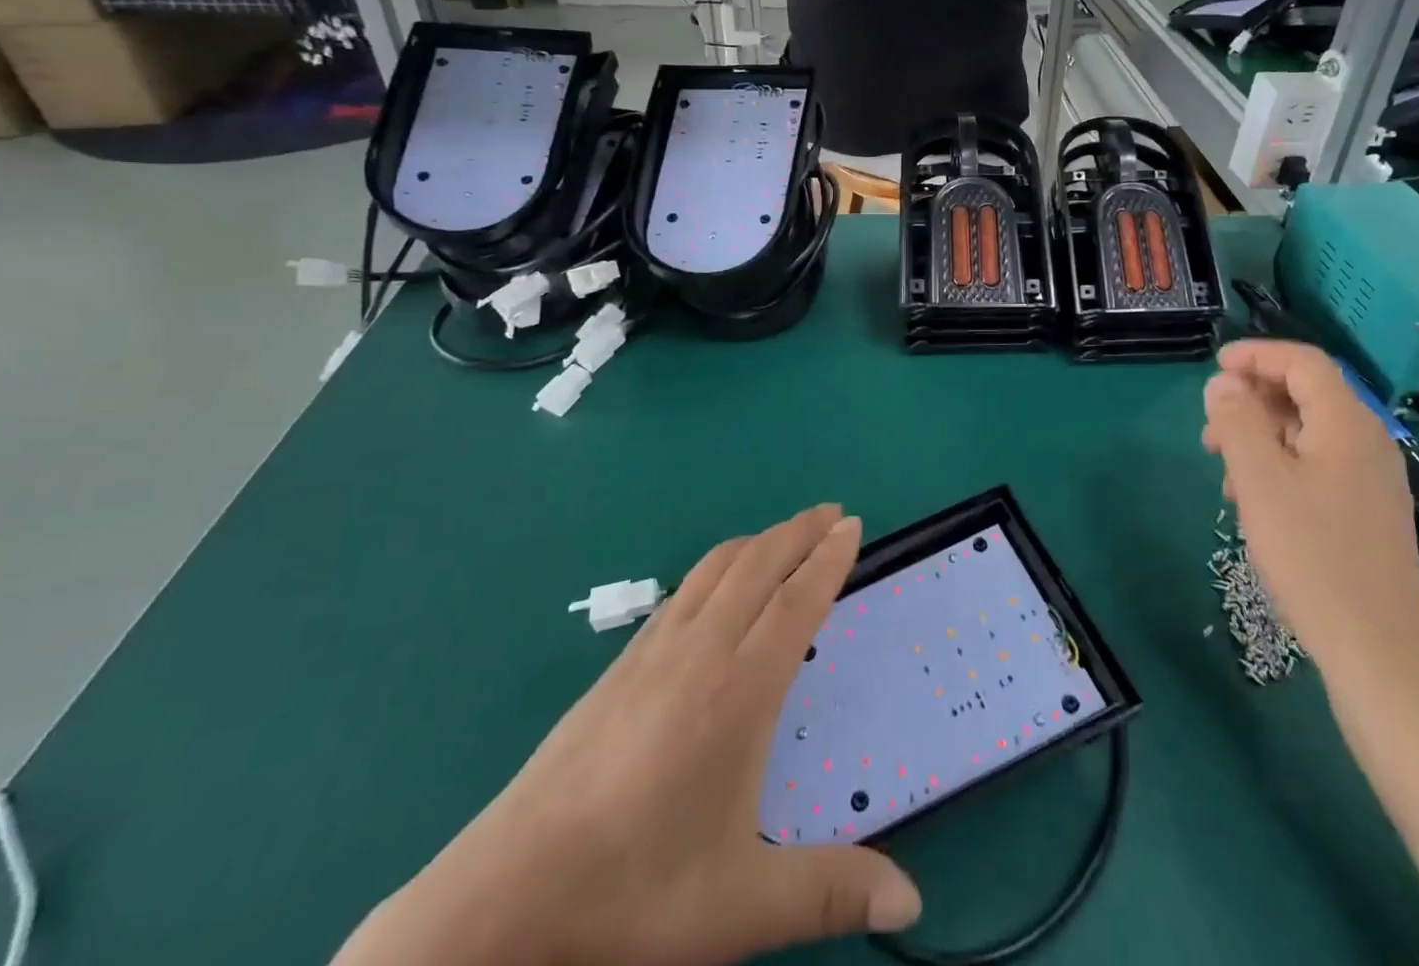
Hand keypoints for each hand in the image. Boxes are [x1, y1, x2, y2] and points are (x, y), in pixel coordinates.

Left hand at [335, 504, 921, 965]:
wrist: (504, 899)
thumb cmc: (633, 896)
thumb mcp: (742, 907)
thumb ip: (831, 893)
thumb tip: (914, 903)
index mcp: (739, 691)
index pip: (796, 601)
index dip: (828, 558)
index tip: (852, 524)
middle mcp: (700, 652)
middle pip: (758, 566)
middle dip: (800, 531)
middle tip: (833, 512)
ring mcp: (652, 652)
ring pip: (716, 569)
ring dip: (759, 541)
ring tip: (786, 535)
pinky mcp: (619, 666)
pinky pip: (683, 591)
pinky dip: (717, 566)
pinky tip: (716, 585)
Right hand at [1203, 342, 1418, 687]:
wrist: (1376, 649)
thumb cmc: (1311, 555)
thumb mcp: (1259, 480)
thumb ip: (1237, 421)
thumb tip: (1222, 384)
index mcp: (1347, 424)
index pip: (1302, 362)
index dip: (1256, 355)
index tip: (1214, 367)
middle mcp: (1368, 441)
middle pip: (1307, 394)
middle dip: (1252, 399)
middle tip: (1210, 428)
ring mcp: (1373, 477)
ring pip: (1309, 431)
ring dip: (1262, 434)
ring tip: (1224, 468)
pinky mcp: (1369, 508)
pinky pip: (1319, 462)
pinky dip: (1281, 462)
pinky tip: (1255, 498)